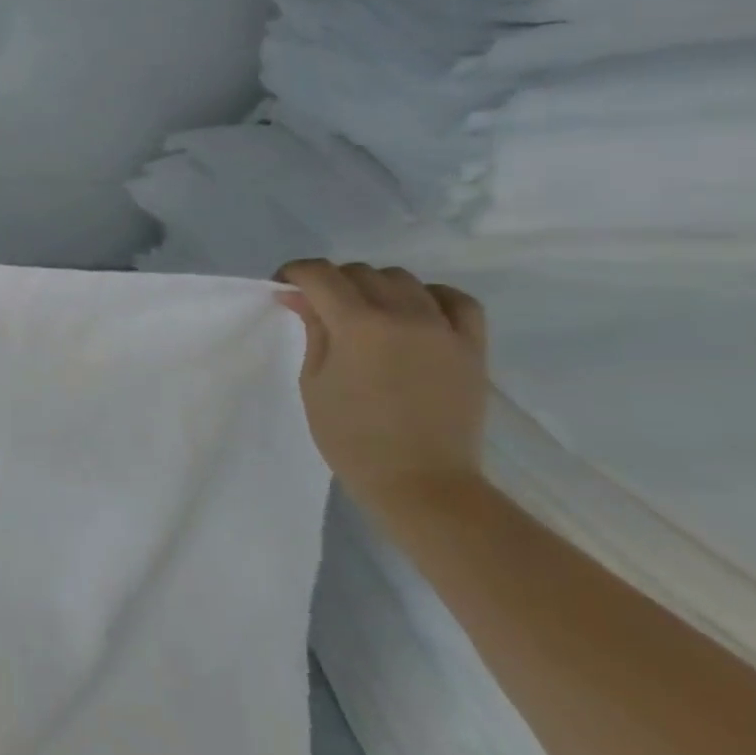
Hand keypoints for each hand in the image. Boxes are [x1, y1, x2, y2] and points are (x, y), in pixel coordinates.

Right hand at [274, 259, 488, 496]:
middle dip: (332, 282)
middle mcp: (404, 315)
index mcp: (358, 325)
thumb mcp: (314, 381)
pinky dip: (430, 297)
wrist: (421, 482)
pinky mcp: (472, 347)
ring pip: (404, 280)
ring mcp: (444, 329)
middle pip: (361, 272)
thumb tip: (301, 297)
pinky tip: (415, 313)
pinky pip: (455, 301)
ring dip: (375, 286)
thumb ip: (313, 330)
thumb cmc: (351, 437)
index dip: (295, 273)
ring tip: (365, 313)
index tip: (283, 288)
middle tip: (318, 307)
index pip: (320, 274)